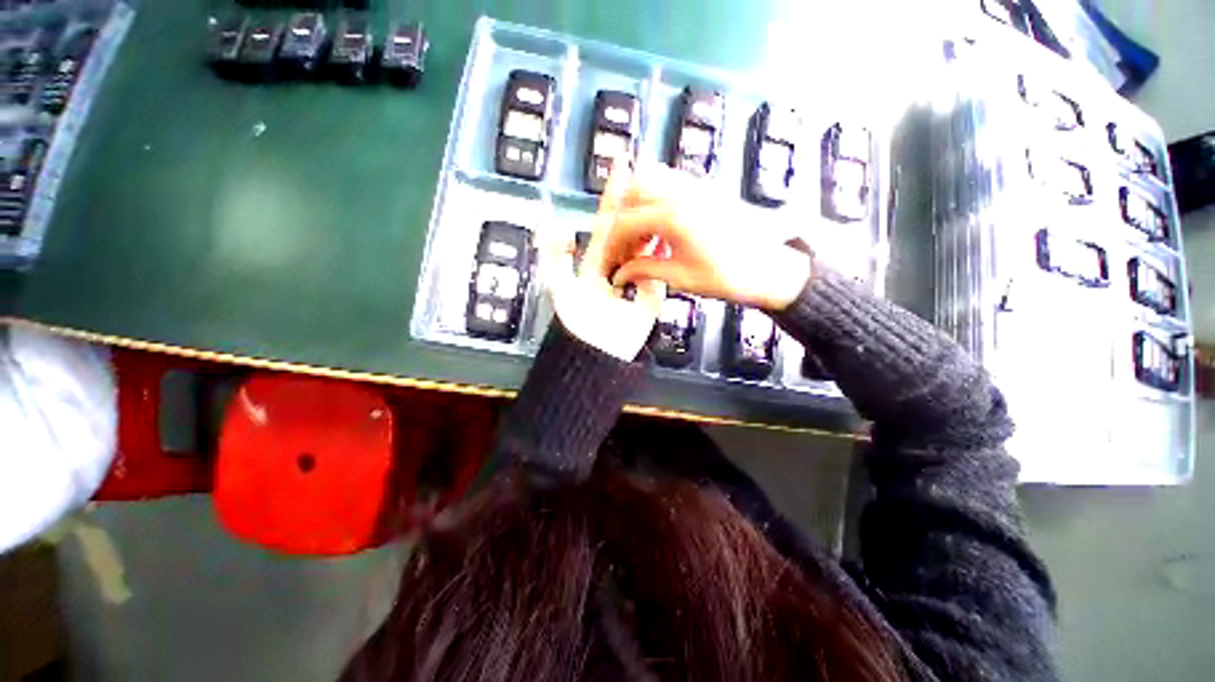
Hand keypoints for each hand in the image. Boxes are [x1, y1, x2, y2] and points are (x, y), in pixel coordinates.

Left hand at [546, 165, 665, 361]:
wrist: (598, 353)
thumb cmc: (577, 323)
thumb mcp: (559, 289)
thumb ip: (554, 258)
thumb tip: (563, 228)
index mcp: (596, 262)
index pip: (607, 224)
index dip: (614, 197)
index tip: (623, 168)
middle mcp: (618, 267)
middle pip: (630, 231)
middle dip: (639, 204)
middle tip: (653, 176)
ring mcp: (636, 281)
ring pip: (647, 250)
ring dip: (655, 229)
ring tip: (668, 203)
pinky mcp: (649, 298)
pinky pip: (658, 277)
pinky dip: (664, 262)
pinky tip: (675, 243)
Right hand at [604, 162, 813, 310]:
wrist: (769, 269)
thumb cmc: (726, 276)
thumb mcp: (680, 277)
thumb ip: (645, 269)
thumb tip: (620, 275)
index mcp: (673, 216)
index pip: (626, 222)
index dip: (612, 245)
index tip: (610, 262)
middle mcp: (681, 191)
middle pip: (633, 188)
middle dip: (621, 217)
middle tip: (625, 245)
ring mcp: (696, 185)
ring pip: (652, 177)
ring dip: (638, 203)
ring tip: (642, 235)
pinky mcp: (705, 188)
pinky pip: (670, 182)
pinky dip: (656, 200)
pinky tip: (660, 227)